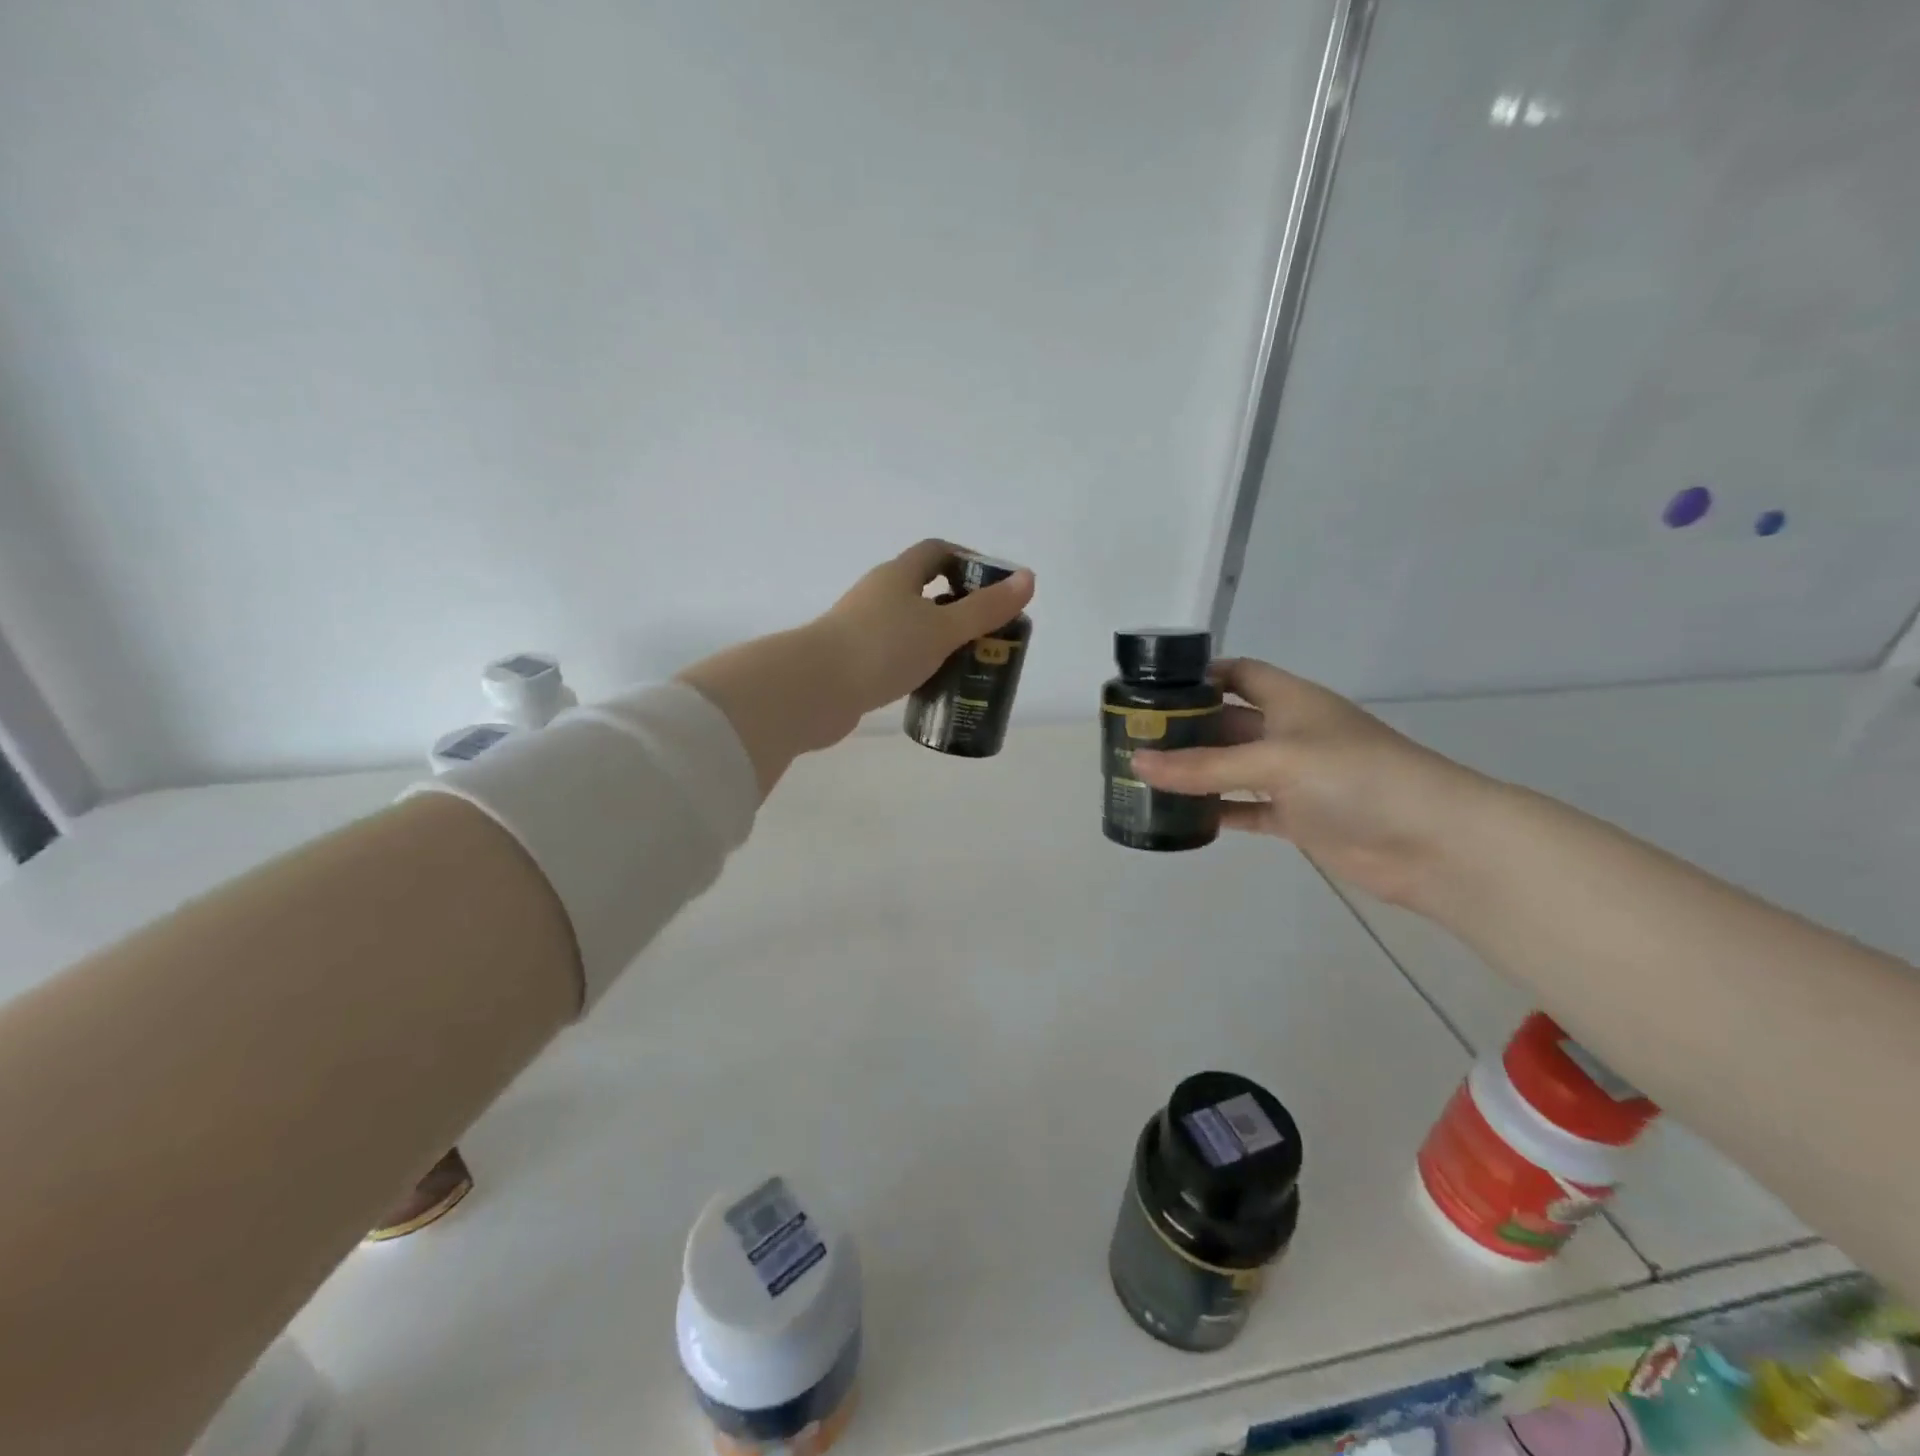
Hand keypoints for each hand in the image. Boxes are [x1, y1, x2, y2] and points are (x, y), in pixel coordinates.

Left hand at [814, 538, 1034, 716]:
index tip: (996, 587)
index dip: (968, 560)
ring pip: (910, 626)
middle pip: (925, 590)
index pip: (937, 551)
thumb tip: (1028, 579)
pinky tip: (933, 685)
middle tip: (989, 633)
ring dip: (938, 639)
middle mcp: (878, 595)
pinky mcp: (854, 661)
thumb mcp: (942, 628)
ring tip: (968, 663)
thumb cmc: (882, 648)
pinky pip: (896, 655)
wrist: (814, 690)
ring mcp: (862, 629)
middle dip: (959, 607)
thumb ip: (985, 609)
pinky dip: (918, 664)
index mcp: (898, 576)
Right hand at [1129, 658, 1488, 907]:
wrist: (1433, 842)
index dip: (1200, 675)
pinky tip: (1183, 818)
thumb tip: (1137, 762)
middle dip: (1185, 728)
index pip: (1239, 673)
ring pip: (1232, 769)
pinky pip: (1246, 809)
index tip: (1153, 689)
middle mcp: (1289, 733)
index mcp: (1291, 700)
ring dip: (1196, 773)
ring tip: (1146, 777)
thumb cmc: (1356, 777)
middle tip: (1134, 738)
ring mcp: (1294, 777)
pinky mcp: (1298, 817)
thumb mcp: (1276, 761)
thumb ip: (1205, 766)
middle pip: (1227, 722)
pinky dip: (1218, 812)